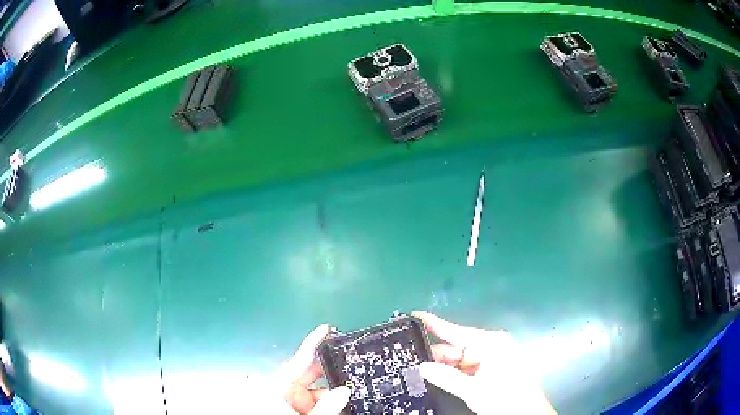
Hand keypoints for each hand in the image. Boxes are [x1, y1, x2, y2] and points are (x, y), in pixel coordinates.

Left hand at [252, 325, 349, 414]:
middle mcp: (283, 391)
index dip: (313, 343)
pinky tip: (344, 403)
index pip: (298, 360)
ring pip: (317, 389)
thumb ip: (326, 406)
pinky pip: (315, 400)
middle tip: (350, 363)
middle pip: (310, 374)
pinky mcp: (296, 408)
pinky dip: (329, 401)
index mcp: (276, 387)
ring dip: (333, 390)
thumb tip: (343, 390)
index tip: (325, 328)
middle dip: (330, 370)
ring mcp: (290, 400)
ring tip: (353, 388)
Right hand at [413, 312, 555, 414]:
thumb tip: (422, 366)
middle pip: (458, 346)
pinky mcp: (496, 367)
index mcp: (491, 343)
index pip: (456, 331)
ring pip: (463, 358)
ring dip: (447, 367)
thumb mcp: (473, 391)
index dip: (434, 324)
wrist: (528, 413)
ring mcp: (495, 356)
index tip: (413, 316)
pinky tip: (445, 380)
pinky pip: (471, 366)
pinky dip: (458, 373)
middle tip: (415, 363)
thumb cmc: (504, 398)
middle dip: (438, 356)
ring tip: (426, 374)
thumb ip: (446, 377)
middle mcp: (493, 345)